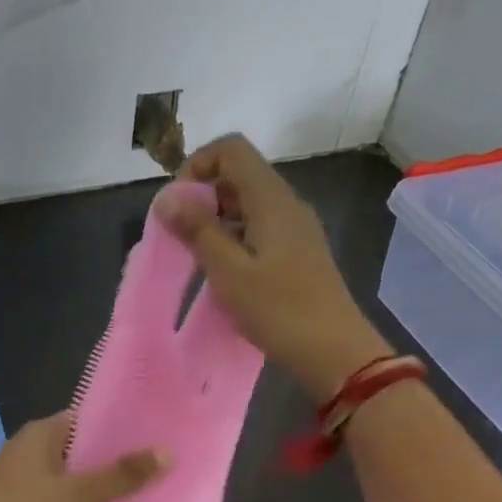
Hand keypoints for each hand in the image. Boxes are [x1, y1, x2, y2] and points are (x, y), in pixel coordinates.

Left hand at [0, 413, 169, 501]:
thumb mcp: (78, 497)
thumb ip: (121, 476)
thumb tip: (167, 451)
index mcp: (41, 432)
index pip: (89, 417)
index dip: (122, 428)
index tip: (155, 441)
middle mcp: (27, 447)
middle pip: (78, 447)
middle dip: (112, 460)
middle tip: (154, 473)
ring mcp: (15, 476)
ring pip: (64, 475)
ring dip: (93, 485)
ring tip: (134, 497)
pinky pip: (50, 496)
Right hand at [157, 133, 391, 398]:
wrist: (334, 352)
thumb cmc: (278, 310)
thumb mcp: (229, 271)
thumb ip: (198, 230)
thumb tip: (167, 197)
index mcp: (271, 199)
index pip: (231, 149)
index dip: (197, 166)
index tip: (178, 206)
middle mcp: (286, 203)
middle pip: (238, 174)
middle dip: (203, 197)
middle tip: (181, 238)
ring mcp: (296, 227)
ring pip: (247, 204)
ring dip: (216, 221)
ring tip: (198, 259)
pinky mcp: (298, 251)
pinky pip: (259, 228)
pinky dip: (234, 238)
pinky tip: (224, 273)